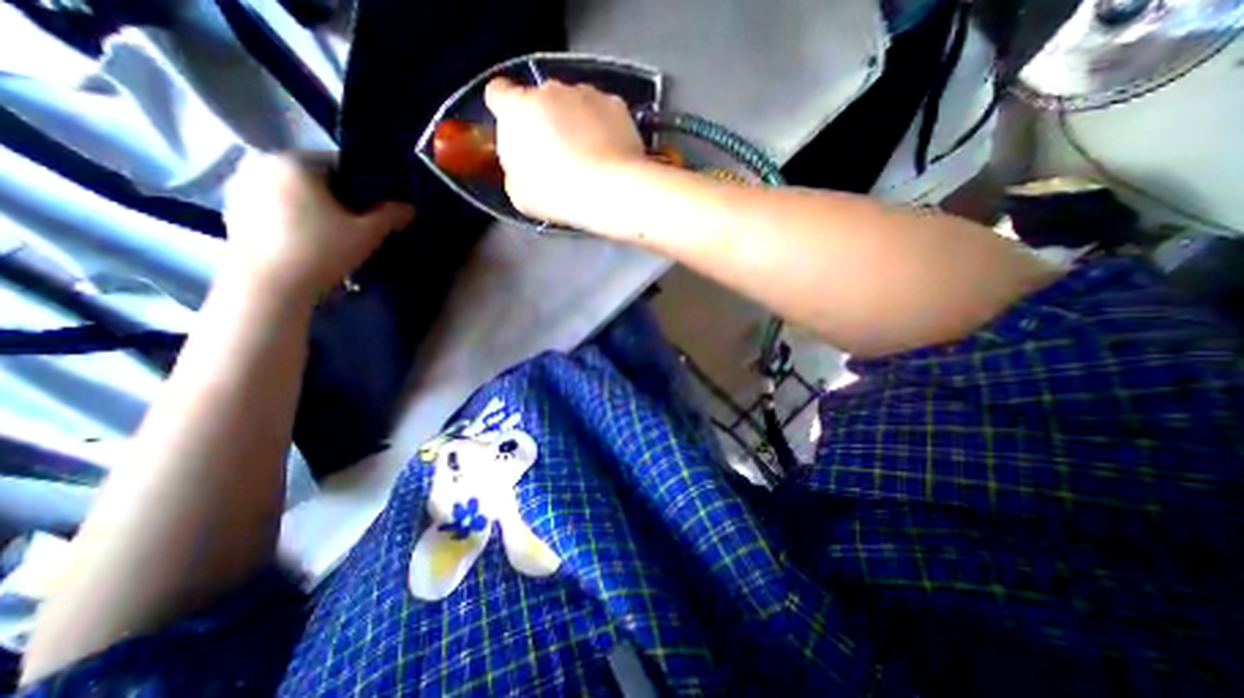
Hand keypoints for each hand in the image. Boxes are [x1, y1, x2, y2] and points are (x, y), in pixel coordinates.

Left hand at [220, 151, 410, 297]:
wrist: (269, 286)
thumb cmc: (321, 251)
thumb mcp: (367, 233)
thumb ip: (391, 215)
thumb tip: (410, 206)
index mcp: (293, 161)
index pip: (342, 164)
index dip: (368, 186)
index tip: (381, 208)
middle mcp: (260, 163)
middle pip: (317, 177)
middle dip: (342, 198)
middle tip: (361, 224)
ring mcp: (240, 185)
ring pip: (296, 191)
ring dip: (319, 207)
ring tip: (336, 235)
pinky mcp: (233, 208)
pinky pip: (276, 204)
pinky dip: (296, 216)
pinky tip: (310, 240)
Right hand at [484, 76, 646, 229]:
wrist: (611, 191)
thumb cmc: (559, 194)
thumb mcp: (521, 193)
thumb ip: (516, 169)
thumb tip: (523, 165)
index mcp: (517, 109)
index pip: (499, 94)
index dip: (506, 111)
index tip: (516, 131)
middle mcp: (550, 89)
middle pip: (541, 100)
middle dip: (546, 121)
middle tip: (558, 155)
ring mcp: (586, 93)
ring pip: (574, 104)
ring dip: (576, 123)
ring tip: (589, 157)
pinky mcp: (616, 103)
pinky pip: (603, 113)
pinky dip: (604, 127)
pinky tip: (609, 154)